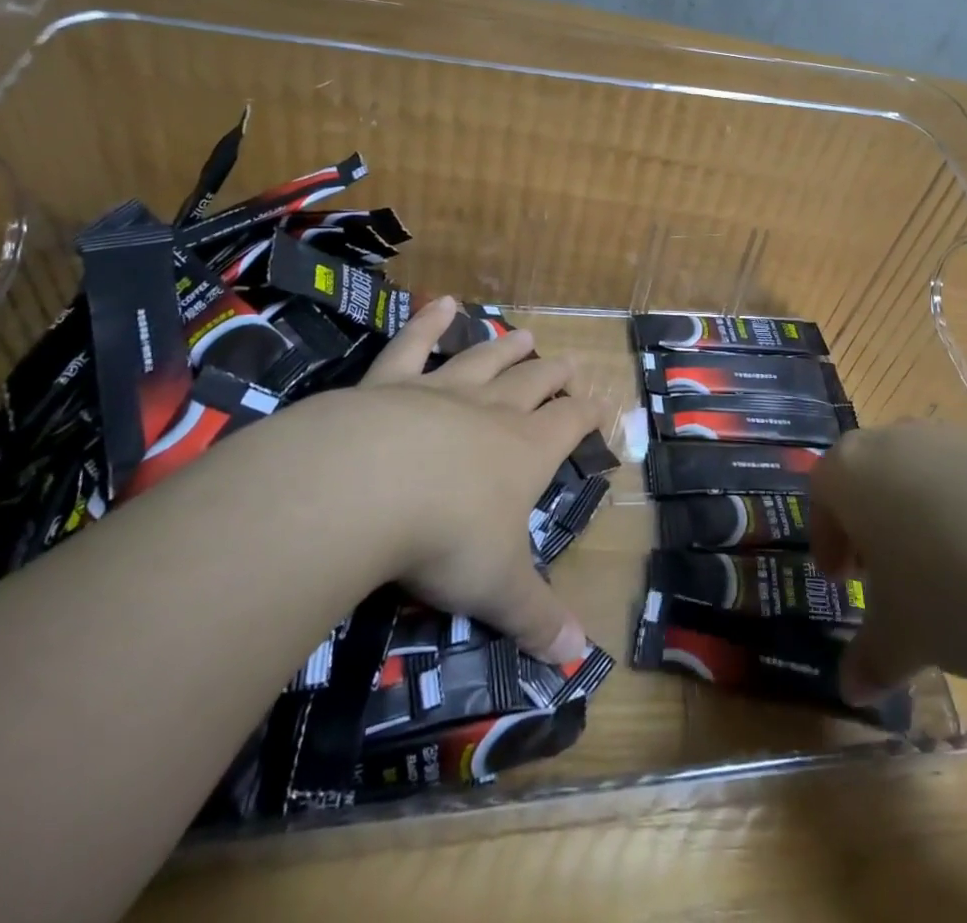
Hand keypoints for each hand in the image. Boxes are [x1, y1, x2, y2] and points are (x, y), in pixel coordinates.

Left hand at [288, 296, 592, 663]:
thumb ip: (538, 620)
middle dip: (554, 374)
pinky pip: (412, 346)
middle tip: (568, 362)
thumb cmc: (446, 537)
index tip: (602, 404)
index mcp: (526, 450)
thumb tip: (580, 662)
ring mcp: (440, 391)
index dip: (590, 412)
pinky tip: (440, 303)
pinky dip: (428, 323)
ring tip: (522, 332)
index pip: (572, 422)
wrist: (364, 487)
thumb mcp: (499, 588)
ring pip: (484, 359)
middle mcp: (491, 411)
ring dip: (505, 346)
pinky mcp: (388, 384)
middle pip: (534, 382)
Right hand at [810, 423, 966, 702]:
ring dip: (926, 520)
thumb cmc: (951, 591)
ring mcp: (955, 438)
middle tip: (891, 579)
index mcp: (851, 471)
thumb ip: (870, 659)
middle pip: (872, 477)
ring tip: (953, 580)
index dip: (827, 538)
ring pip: (924, 477)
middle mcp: (896, 440)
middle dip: (875, 526)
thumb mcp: (903, 639)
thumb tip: (852, 688)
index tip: (843, 581)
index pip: (821, 493)